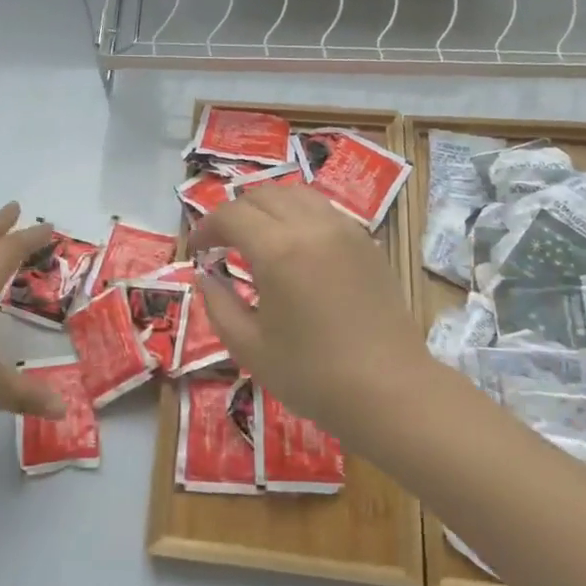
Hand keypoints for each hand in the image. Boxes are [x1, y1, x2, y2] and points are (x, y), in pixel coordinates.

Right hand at [191, 185, 431, 439]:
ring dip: (268, 207)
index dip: (207, 227)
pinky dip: (299, 215)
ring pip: (296, 194)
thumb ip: (217, 304)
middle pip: (263, 195)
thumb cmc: (312, 375)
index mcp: (278, 250)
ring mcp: (344, 230)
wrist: (388, 391)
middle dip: (235, 213)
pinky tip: (295, 246)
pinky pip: (323, 210)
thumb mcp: (248, 347)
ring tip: (257, 237)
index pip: (232, 215)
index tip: (197, 249)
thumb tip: (205, 276)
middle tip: (223, 243)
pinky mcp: (366, 242)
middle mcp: (312, 227)